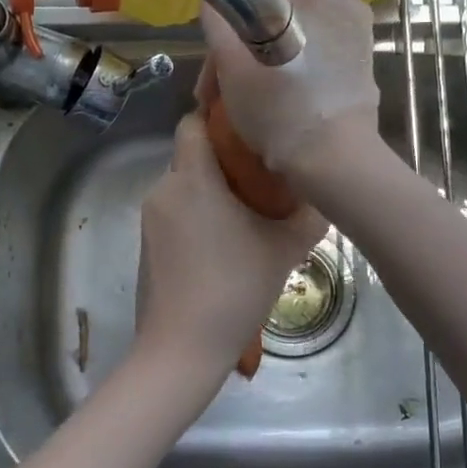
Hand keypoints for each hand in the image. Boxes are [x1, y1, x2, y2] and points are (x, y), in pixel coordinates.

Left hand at [133, 114, 325, 396]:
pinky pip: (174, 213)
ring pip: (184, 186)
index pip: (194, 123)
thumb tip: (320, 193)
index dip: (219, 119)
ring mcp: (150, 219)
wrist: (182, 348)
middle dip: (224, 161)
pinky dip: (197, 216)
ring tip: (247, 215)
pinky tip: (223, 244)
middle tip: (262, 179)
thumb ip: (307, 215)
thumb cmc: (235, 288)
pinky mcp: (145, 245)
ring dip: (212, 192)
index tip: (251, 132)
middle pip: (191, 156)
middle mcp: (164, 189)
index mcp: (193, 178)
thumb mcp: (284, 249)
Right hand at [199, 0, 380, 179]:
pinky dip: (297, 81)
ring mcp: (360, 38)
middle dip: (248, 58)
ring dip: (269, 70)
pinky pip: (319, 67)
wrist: (334, 160)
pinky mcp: (366, 72)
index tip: (212, 79)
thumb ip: (217, 22)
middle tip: (221, 98)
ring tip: (247, 109)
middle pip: (277, 26)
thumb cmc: (280, 105)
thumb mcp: (231, 61)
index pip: (255, 4)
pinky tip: (281, 111)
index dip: (226, 41)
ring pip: (297, 47)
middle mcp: (347, 3)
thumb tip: (213, 5)